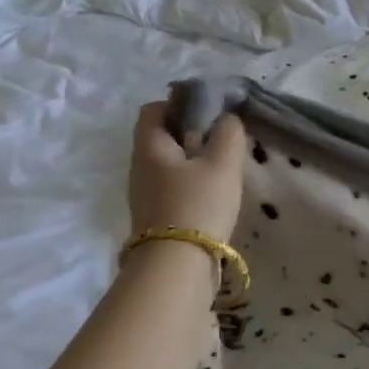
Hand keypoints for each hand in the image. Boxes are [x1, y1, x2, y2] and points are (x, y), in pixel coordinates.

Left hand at [127, 102, 247, 240]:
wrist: (177, 265)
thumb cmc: (198, 204)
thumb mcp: (222, 163)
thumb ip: (228, 133)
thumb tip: (226, 118)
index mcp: (150, 146)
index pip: (154, 109)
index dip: (179, 103)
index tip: (209, 111)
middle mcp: (140, 166)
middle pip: (161, 136)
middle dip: (191, 131)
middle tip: (222, 138)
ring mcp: (144, 193)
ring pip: (168, 162)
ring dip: (193, 158)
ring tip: (223, 167)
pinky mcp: (155, 214)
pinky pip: (171, 184)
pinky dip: (191, 181)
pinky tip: (213, 192)